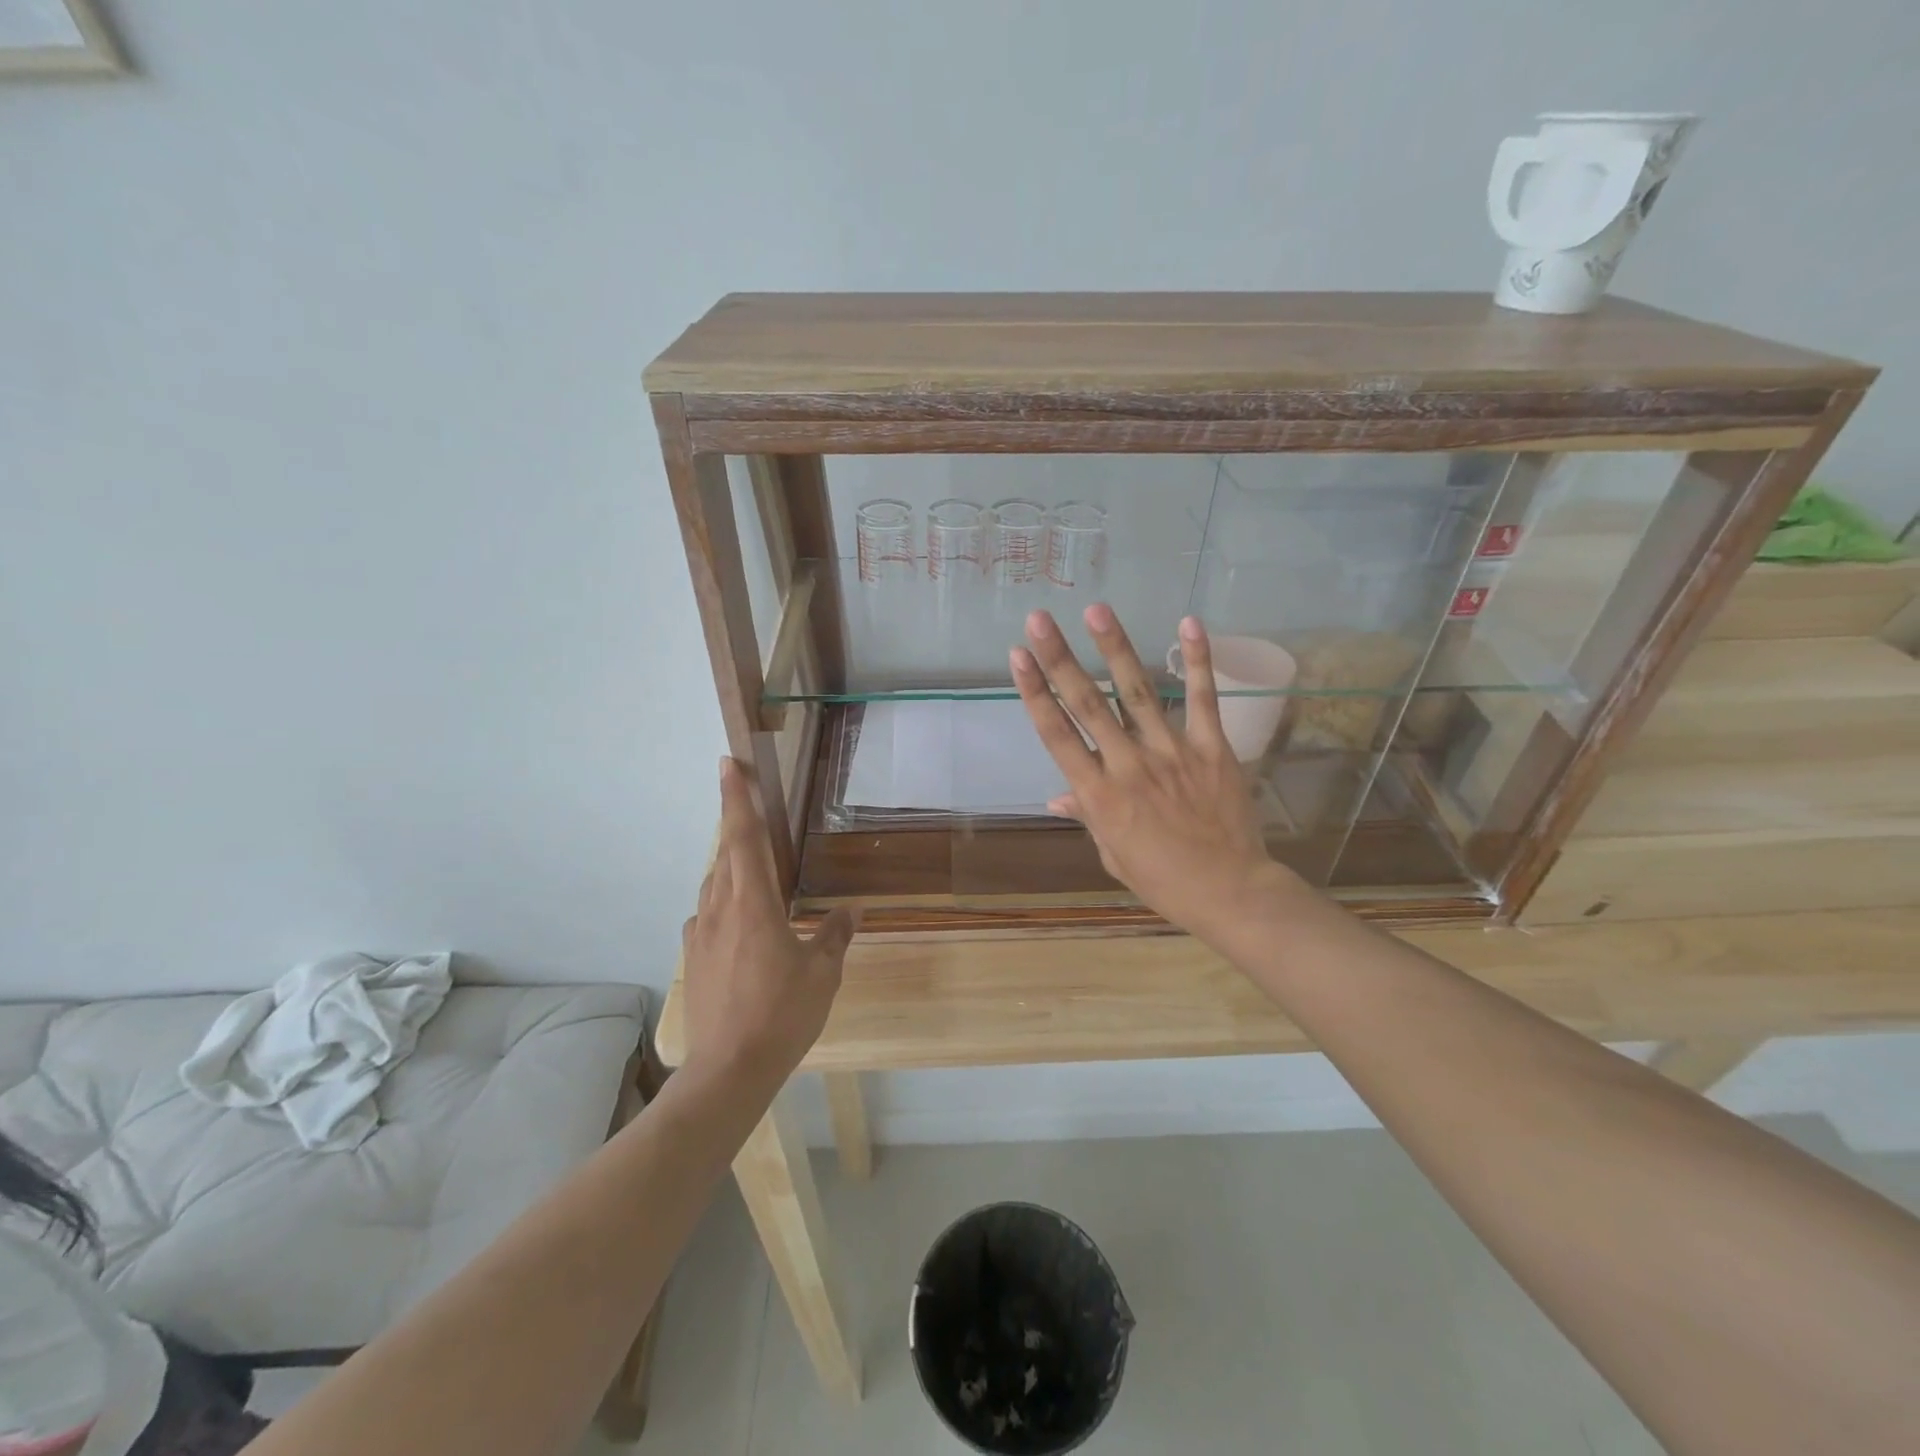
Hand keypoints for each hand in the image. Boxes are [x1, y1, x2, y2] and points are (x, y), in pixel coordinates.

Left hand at [680, 758, 857, 1090]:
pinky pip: (706, 914)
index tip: (727, 764)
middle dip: (734, 821)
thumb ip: (836, 935)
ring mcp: (700, 934)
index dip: (735, 798)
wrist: (729, 1069)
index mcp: (752, 903)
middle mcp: (719, 909)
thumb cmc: (782, 1014)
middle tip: (748, 802)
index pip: (742, 837)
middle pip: (725, 853)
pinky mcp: (692, 957)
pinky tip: (737, 920)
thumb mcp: (822, 973)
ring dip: (730, 865)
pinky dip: (722, 902)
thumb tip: (853, 910)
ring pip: (713, 884)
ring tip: (752, 865)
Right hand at [1010, 606, 1295, 943]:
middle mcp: (1128, 765)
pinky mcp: (1211, 748)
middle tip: (1039, 619)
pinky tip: (1188, 624)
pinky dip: (1197, 661)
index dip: (1036, 692)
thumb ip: (1088, 815)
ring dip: (1115, 648)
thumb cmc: (1163, 879)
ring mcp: (1171, 753)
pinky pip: (1202, 700)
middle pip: (1088, 704)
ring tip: (1097, 610)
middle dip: (1060, 659)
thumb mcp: (1112, 854)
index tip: (1018, 656)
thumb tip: (1057, 795)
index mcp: (1099, 795)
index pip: (1058, 734)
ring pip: (1137, 692)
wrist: (1229, 892)